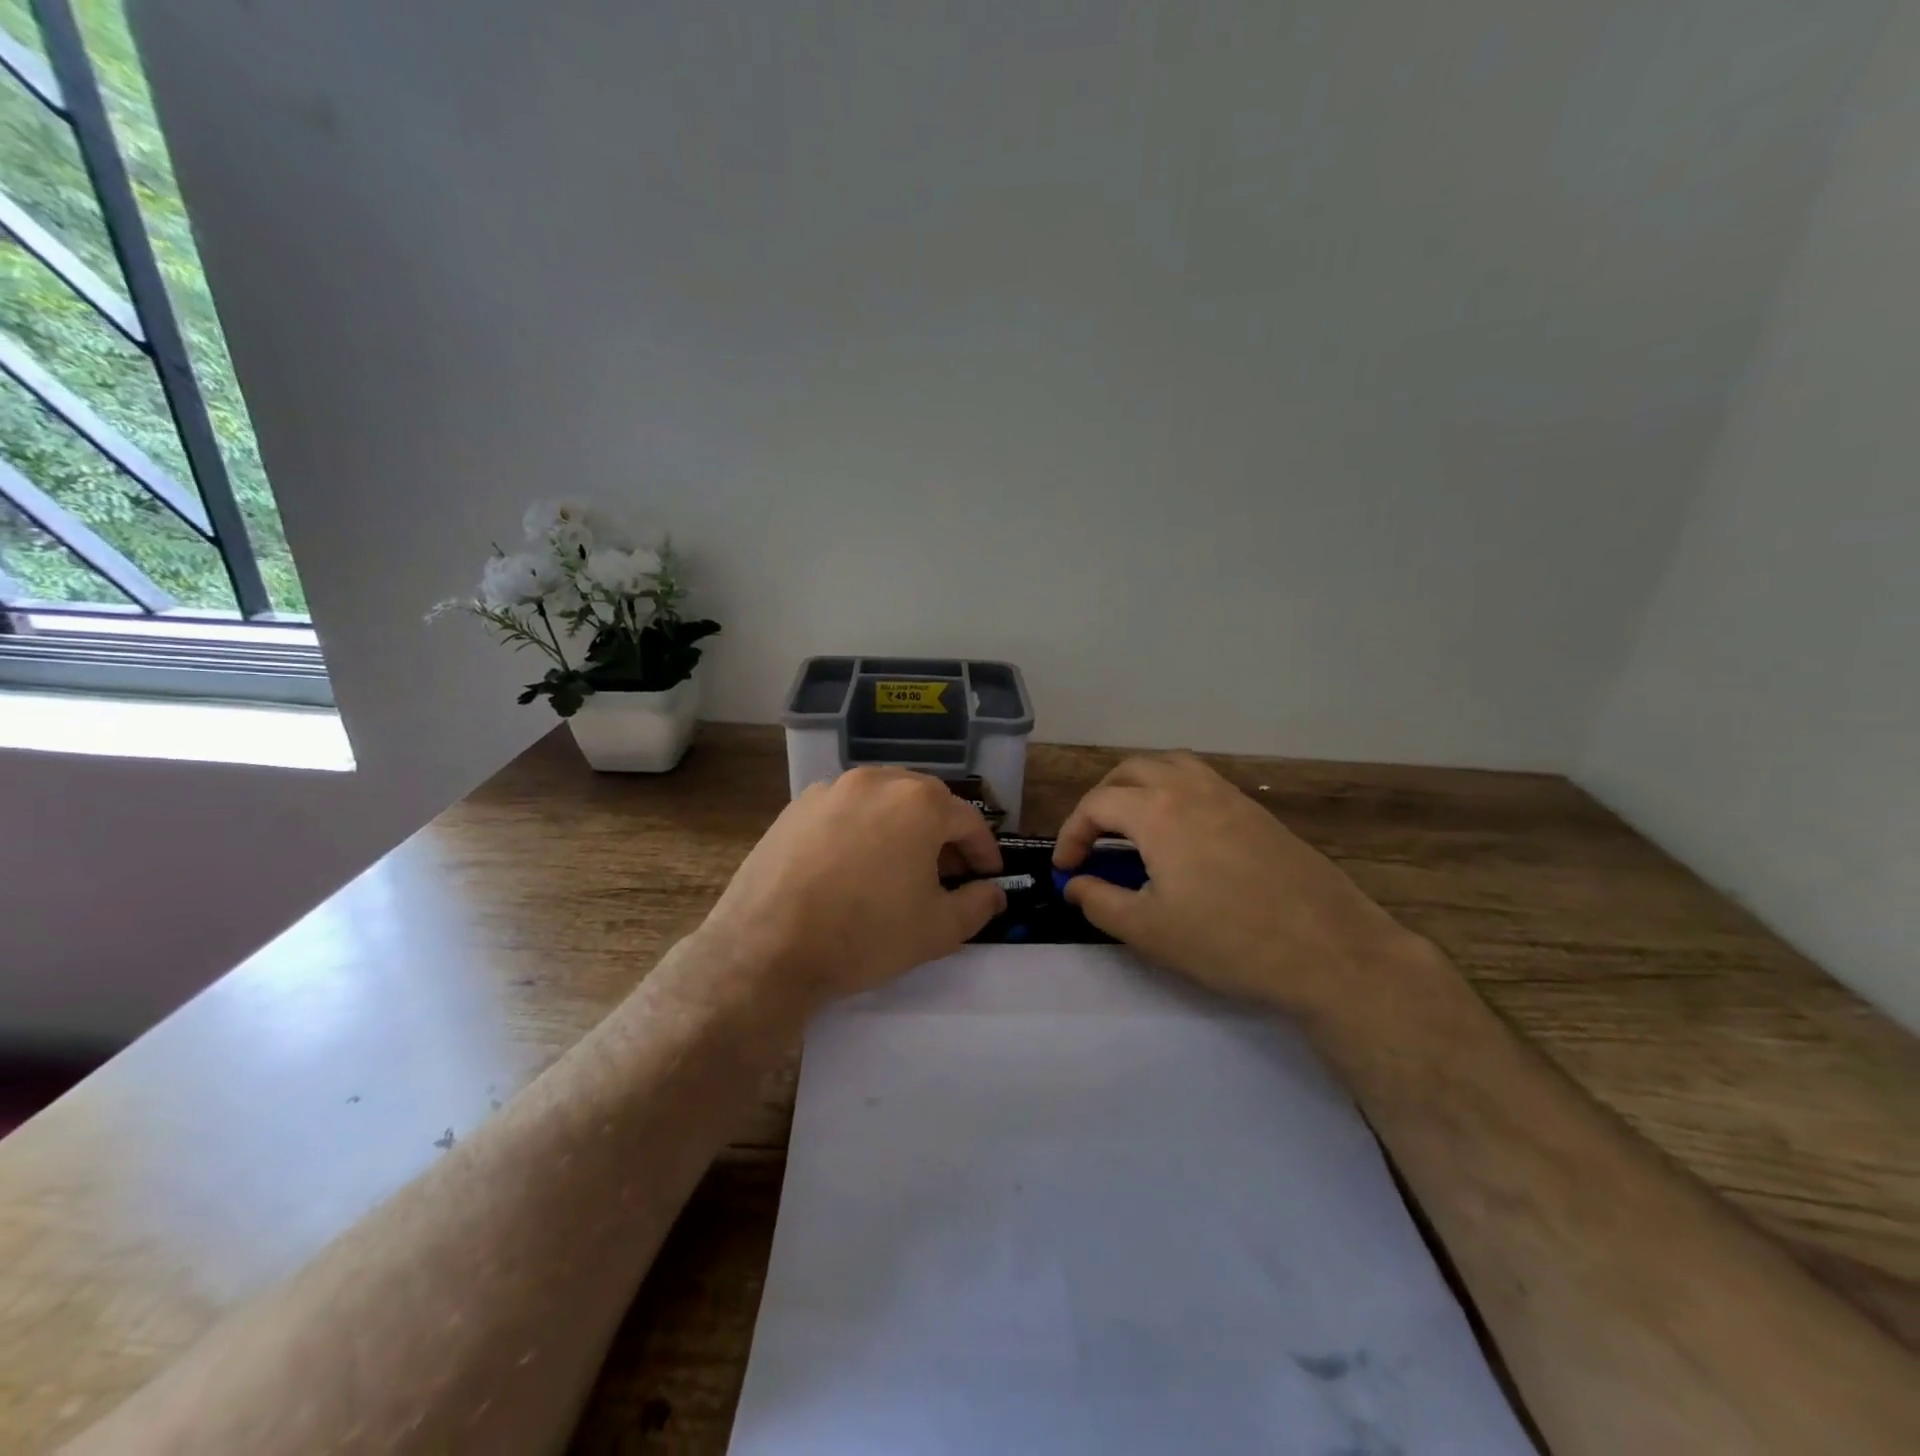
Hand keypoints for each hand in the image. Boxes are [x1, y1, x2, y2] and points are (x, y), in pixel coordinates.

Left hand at [695, 767, 1005, 1012]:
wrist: (767, 947)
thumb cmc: (865, 934)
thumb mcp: (937, 930)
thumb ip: (977, 905)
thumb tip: (993, 893)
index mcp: (919, 802)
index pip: (969, 821)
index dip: (983, 852)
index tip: (988, 876)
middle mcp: (877, 781)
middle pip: (926, 801)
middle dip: (943, 835)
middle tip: (947, 873)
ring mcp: (831, 789)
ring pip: (882, 801)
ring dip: (901, 827)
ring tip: (900, 867)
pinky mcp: (796, 806)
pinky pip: (844, 810)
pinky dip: (861, 829)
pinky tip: (853, 865)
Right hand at [1053, 752, 1418, 1014]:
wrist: (1329, 950)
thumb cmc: (1228, 941)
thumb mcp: (1148, 930)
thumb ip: (1099, 901)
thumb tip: (1074, 884)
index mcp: (1157, 811)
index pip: (1096, 804)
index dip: (1071, 834)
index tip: (1066, 869)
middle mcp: (1190, 788)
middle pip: (1130, 771)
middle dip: (1100, 800)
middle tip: (1092, 839)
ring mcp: (1229, 795)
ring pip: (1170, 765)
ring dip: (1139, 786)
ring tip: (1131, 823)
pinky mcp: (1257, 811)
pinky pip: (1202, 781)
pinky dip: (1174, 791)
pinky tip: (1180, 833)